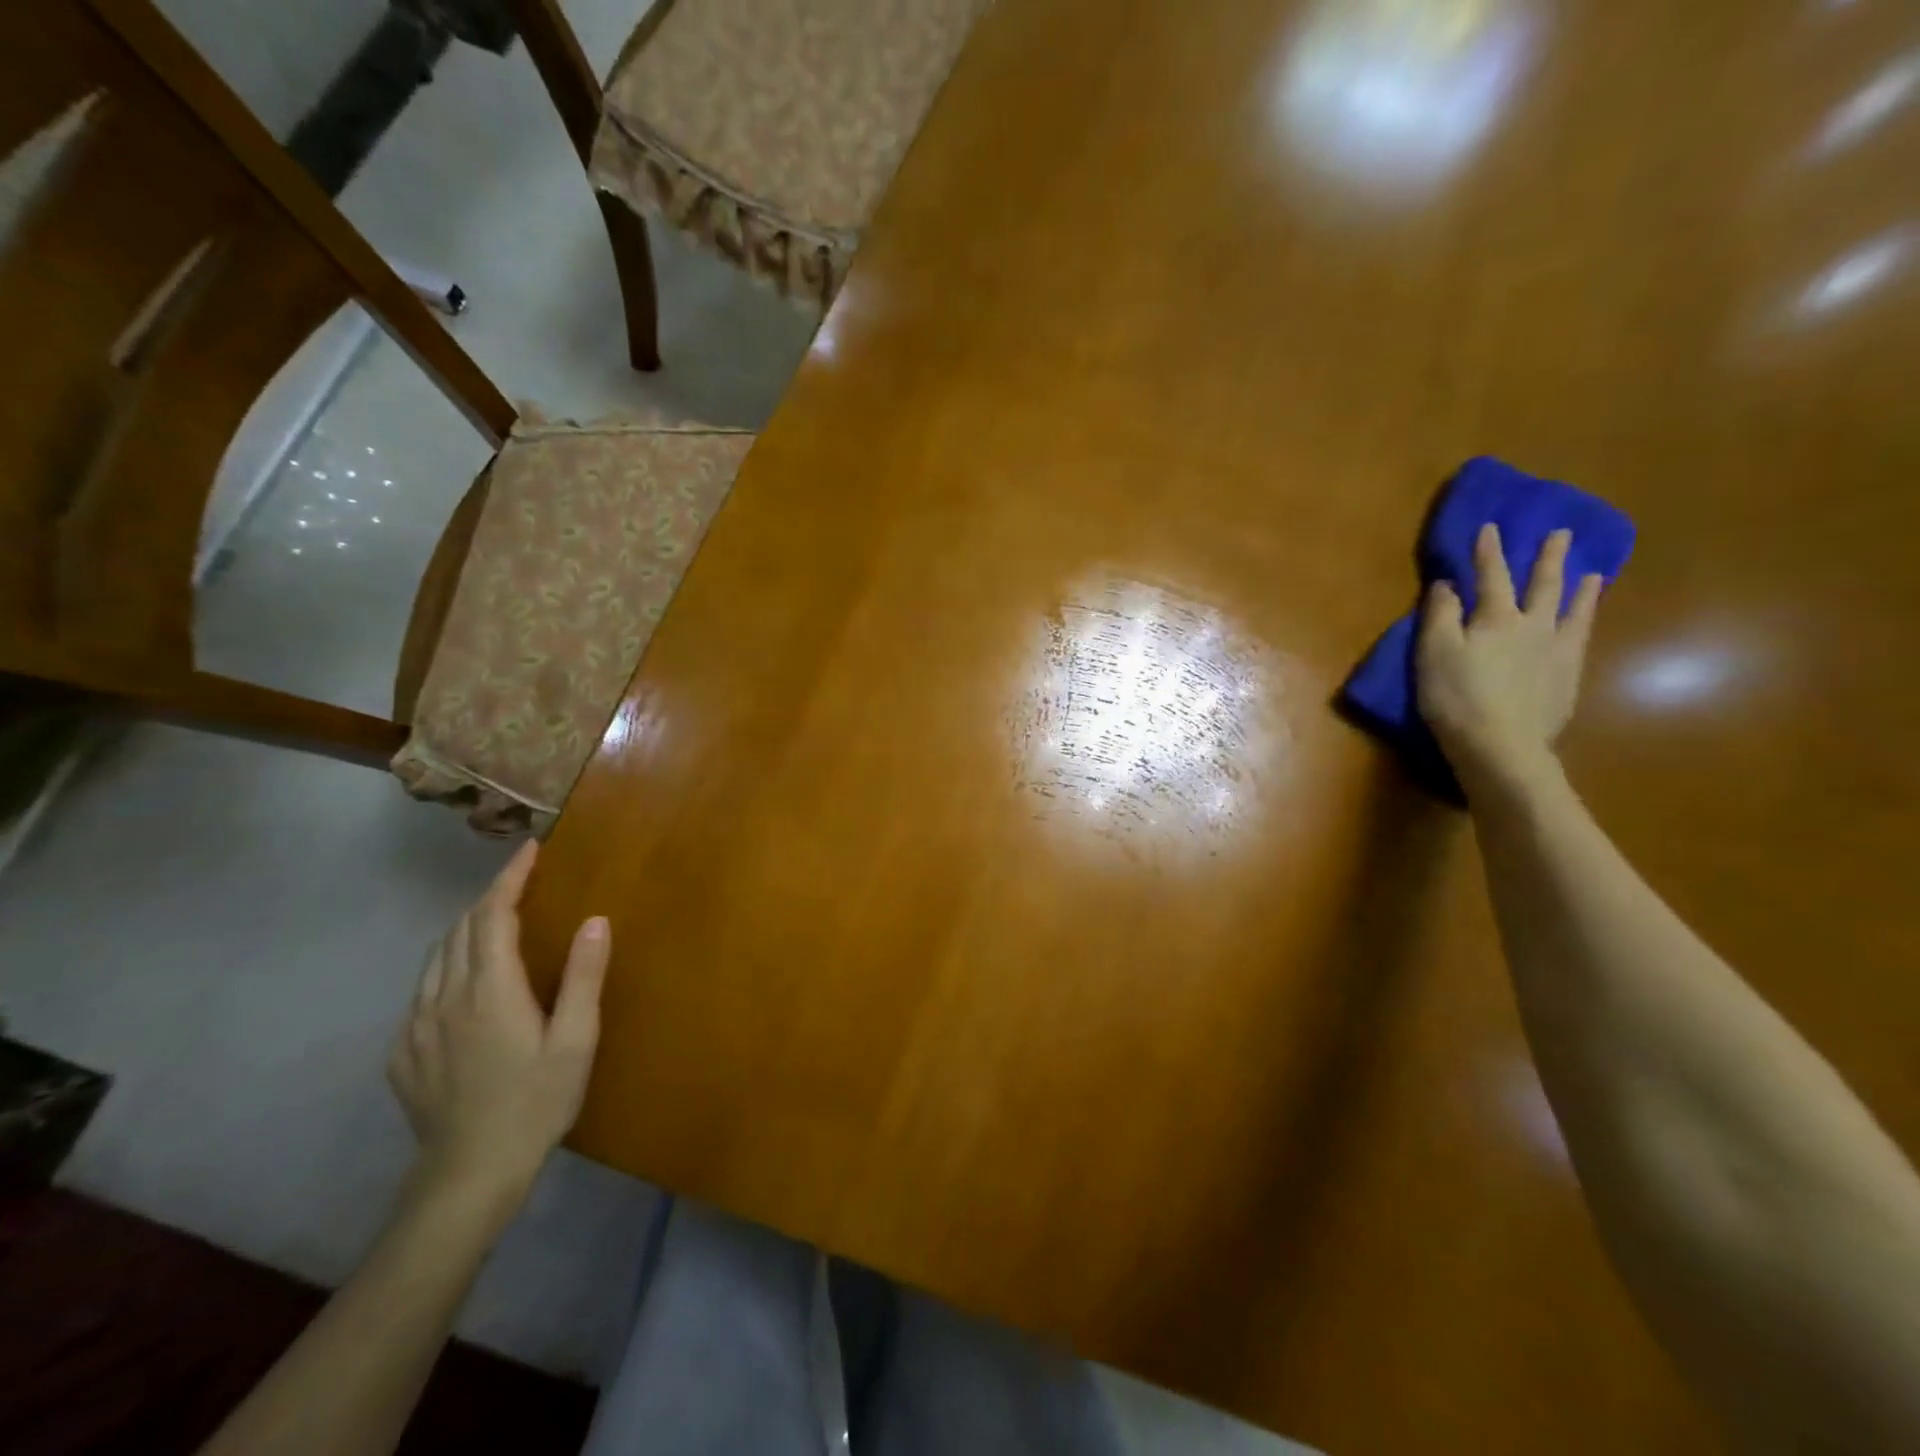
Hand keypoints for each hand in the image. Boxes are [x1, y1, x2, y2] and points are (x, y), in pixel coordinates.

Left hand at [388, 842, 609, 1207]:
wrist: (468, 1175)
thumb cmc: (535, 1102)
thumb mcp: (576, 1041)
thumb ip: (584, 977)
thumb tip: (595, 920)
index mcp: (489, 990)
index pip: (493, 915)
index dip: (510, 877)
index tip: (529, 850)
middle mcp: (444, 997)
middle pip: (460, 929)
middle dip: (489, 897)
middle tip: (520, 882)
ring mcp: (416, 1026)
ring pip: (436, 957)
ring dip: (465, 928)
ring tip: (494, 921)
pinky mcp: (402, 1052)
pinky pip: (422, 990)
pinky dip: (446, 965)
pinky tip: (464, 982)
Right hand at [1417, 523, 1603, 785]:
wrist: (1501, 745)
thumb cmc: (1455, 698)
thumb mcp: (1433, 653)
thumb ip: (1440, 616)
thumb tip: (1448, 584)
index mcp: (1496, 619)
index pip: (1491, 576)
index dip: (1488, 552)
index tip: (1490, 527)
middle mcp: (1533, 627)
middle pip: (1542, 586)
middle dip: (1547, 559)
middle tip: (1561, 534)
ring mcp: (1556, 652)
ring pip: (1572, 611)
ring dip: (1579, 589)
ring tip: (1591, 574)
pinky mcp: (1567, 678)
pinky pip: (1581, 640)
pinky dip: (1586, 623)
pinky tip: (1587, 620)